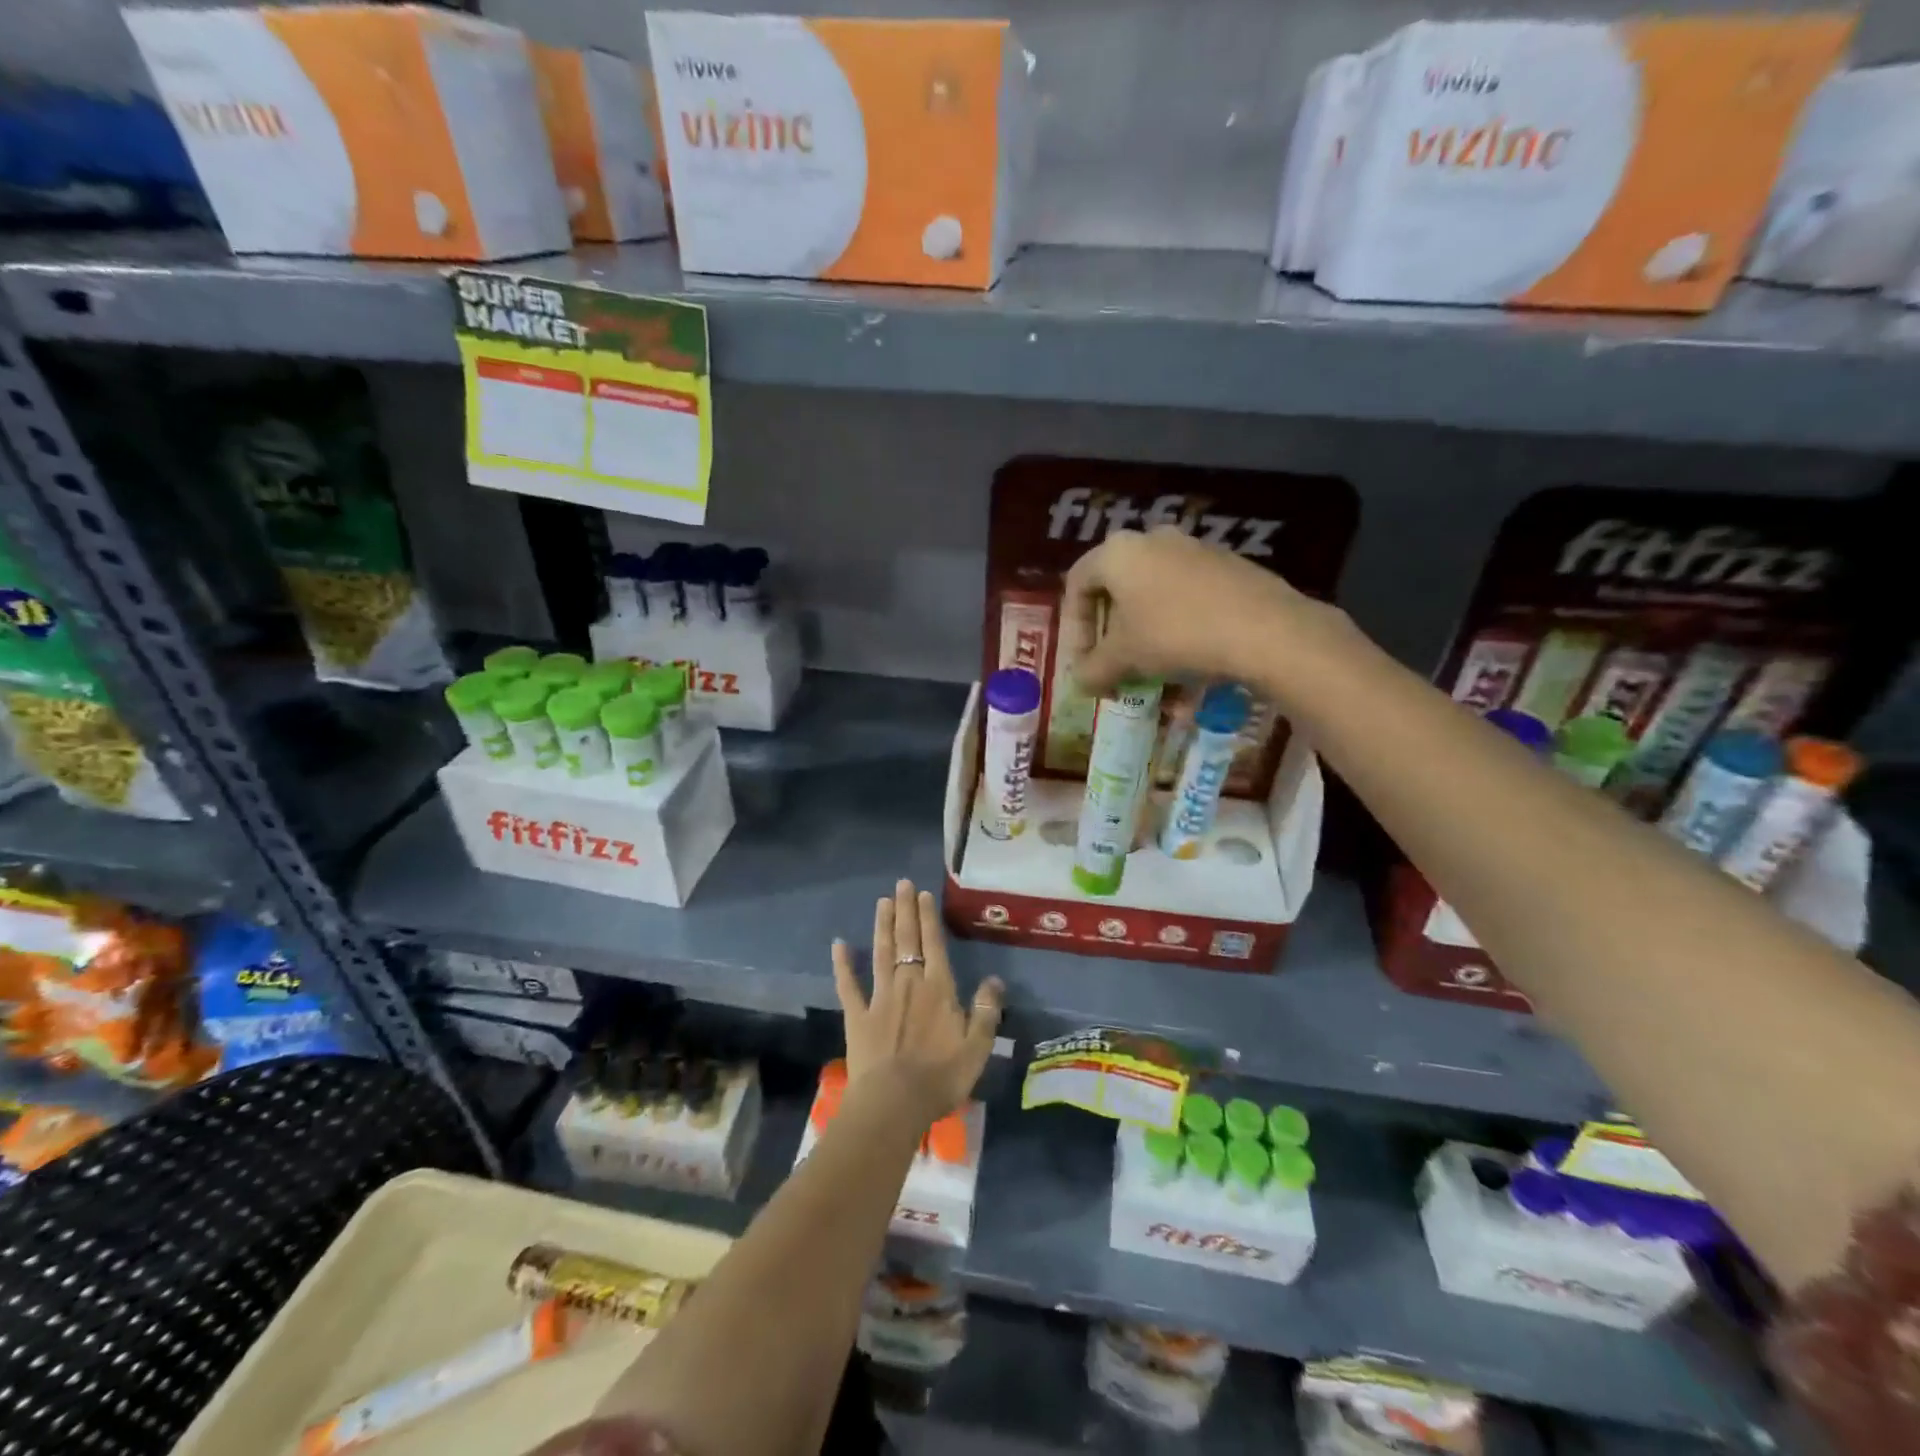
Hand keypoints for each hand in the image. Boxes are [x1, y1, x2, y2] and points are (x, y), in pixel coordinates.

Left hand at [832, 879, 1003, 1126]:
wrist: (894, 1103)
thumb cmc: (941, 1077)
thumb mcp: (977, 1047)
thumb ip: (986, 1011)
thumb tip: (994, 980)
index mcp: (938, 989)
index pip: (934, 945)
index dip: (928, 918)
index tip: (923, 894)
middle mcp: (908, 983)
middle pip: (907, 941)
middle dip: (905, 911)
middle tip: (901, 884)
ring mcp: (880, 998)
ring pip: (881, 953)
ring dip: (882, 926)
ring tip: (882, 902)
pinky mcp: (857, 1016)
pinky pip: (848, 985)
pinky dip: (843, 964)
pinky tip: (838, 944)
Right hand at [1062, 526, 1313, 695]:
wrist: (1264, 629)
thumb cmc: (1175, 634)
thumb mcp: (1123, 658)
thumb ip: (1092, 670)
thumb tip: (1080, 682)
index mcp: (1118, 552)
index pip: (1077, 583)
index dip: (1073, 628)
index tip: (1083, 662)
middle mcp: (1153, 539)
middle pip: (1117, 588)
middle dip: (1110, 633)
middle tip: (1113, 665)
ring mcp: (1194, 549)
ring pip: (1153, 595)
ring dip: (1144, 634)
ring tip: (1151, 671)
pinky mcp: (1228, 566)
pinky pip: (1187, 599)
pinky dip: (1177, 629)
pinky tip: (1188, 663)